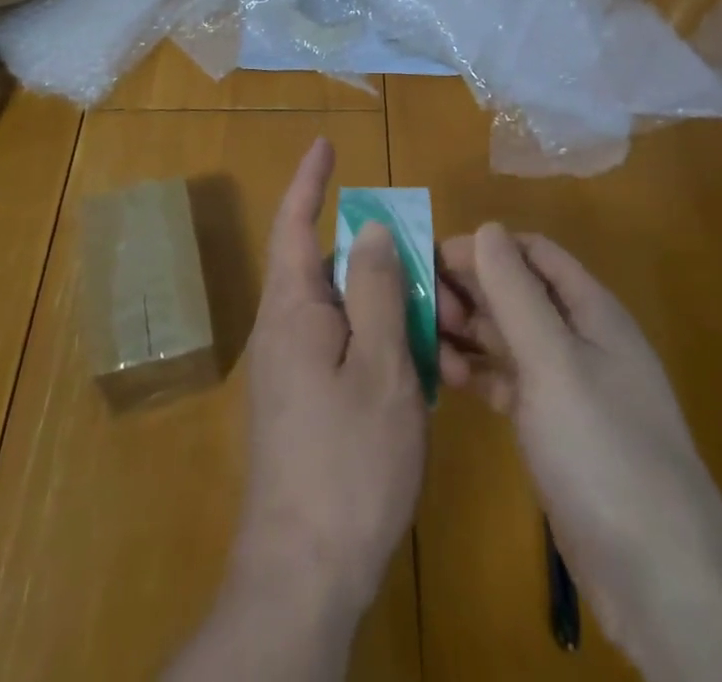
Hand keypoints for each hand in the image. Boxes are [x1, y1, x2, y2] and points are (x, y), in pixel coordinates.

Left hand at [232, 136, 425, 617]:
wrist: (304, 576)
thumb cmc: (348, 462)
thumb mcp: (380, 367)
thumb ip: (376, 290)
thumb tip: (369, 227)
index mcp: (293, 309)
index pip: (295, 223)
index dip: (310, 180)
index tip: (326, 144)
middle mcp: (284, 330)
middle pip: (331, 267)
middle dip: (378, 257)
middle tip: (429, 265)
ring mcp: (292, 369)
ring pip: (345, 310)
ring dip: (387, 307)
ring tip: (437, 325)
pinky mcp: (305, 402)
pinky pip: (346, 347)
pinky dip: (382, 343)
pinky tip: (421, 370)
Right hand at [438, 224, 721, 680]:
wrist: (659, 580)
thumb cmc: (604, 451)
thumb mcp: (554, 362)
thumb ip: (516, 293)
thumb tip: (486, 228)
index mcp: (591, 310)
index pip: (532, 253)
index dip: (484, 248)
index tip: (431, 261)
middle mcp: (580, 339)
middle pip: (517, 292)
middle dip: (469, 290)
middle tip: (419, 307)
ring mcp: (567, 386)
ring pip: (508, 337)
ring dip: (468, 331)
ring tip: (424, 342)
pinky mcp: (553, 428)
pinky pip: (507, 381)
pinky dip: (477, 373)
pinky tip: (445, 379)